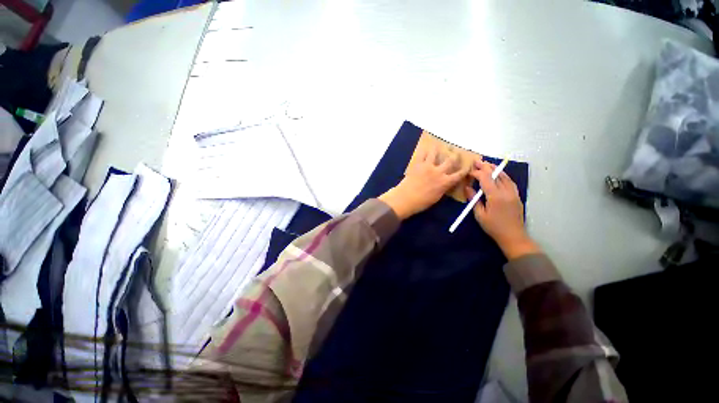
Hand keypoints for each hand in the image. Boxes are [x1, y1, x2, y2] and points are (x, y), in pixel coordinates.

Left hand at [379, 146, 470, 219]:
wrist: (406, 198)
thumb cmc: (421, 202)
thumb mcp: (436, 198)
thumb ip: (442, 189)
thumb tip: (445, 184)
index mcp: (445, 182)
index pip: (459, 175)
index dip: (465, 170)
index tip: (469, 165)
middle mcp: (439, 172)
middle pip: (450, 161)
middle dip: (455, 156)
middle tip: (457, 152)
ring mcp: (428, 166)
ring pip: (435, 154)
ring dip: (437, 149)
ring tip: (438, 144)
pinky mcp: (417, 164)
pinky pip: (421, 155)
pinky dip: (424, 150)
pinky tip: (425, 147)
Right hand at [464, 161, 539, 259]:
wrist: (513, 236)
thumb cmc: (493, 227)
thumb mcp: (479, 215)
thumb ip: (474, 200)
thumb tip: (467, 188)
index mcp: (495, 196)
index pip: (486, 179)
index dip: (477, 173)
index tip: (469, 171)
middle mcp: (506, 192)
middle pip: (496, 175)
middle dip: (486, 167)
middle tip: (477, 161)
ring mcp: (513, 193)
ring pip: (504, 176)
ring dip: (495, 169)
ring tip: (487, 164)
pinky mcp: (517, 196)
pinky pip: (510, 181)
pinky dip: (502, 175)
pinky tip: (498, 174)